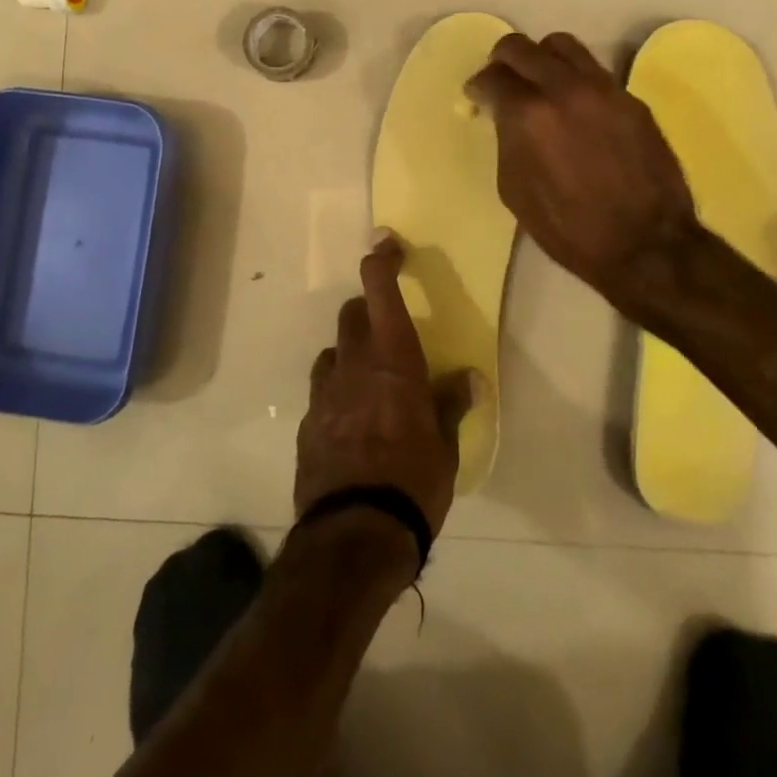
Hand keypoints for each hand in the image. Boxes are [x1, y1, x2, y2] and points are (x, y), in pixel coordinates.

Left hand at [296, 234, 473, 538]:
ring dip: (348, 354)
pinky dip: (337, 393)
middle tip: (388, 332)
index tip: (386, 243)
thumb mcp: (445, 446)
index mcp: (392, 359)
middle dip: (367, 312)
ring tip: (369, 382)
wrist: (354, 532)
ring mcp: (324, 392)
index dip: (381, 260)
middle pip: (352, 315)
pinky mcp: (306, 423)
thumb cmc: (413, 481)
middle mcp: (353, 364)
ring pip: (331, 352)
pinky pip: (321, 392)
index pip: (380, 290)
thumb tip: (470, 378)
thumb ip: (452, 404)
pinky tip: (350, 424)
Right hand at [466, 32, 697, 303]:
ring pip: (563, 46)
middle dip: (503, 59)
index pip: (493, 77)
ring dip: (542, 57)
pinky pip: (594, 71)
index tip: (477, 96)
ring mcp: (603, 89)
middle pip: (522, 47)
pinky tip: (575, 105)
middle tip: (501, 79)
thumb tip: (506, 117)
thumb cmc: (568, 228)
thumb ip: (506, 139)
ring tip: (539, 80)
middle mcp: (564, 88)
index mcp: (528, 114)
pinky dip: (574, 78)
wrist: (645, 245)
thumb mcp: (514, 188)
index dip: (478, 86)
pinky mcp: (631, 99)